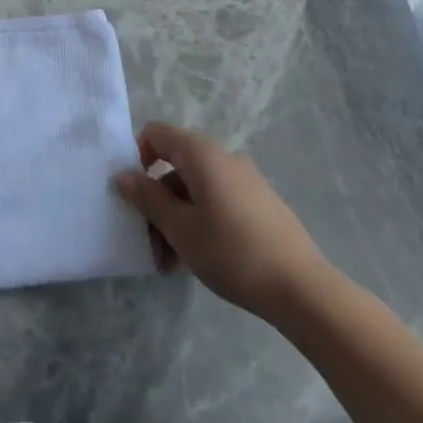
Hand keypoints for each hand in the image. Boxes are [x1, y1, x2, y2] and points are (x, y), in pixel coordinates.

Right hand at [113, 123, 325, 322]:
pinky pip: (216, 202)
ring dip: (175, 218)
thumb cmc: (231, 252)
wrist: (301, 288)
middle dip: (156, 200)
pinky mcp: (259, 205)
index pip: (157, 134)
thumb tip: (121, 174)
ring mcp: (245, 182)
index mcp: (202, 154)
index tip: (132, 194)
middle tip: (148, 240)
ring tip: (169, 263)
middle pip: (175, 166)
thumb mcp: (179, 228)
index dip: (137, 157)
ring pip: (195, 190)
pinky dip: (199, 222)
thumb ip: (147, 198)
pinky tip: (197, 260)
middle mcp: (224, 158)